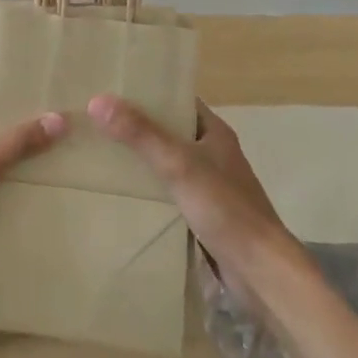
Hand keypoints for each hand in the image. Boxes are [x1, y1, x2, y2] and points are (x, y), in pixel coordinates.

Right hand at [86, 95, 299, 291]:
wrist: (260, 269)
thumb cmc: (225, 207)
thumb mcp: (178, 164)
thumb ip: (140, 133)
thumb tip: (97, 100)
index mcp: (214, 131)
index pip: (177, 99)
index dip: (148, 92)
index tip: (113, 88)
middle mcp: (213, 152)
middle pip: (170, 130)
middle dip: (138, 126)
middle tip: (98, 120)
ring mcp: (210, 184)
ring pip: (168, 162)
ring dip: (142, 159)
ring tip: (101, 152)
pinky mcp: (204, 213)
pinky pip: (170, 191)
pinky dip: (150, 188)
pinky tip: (123, 192)